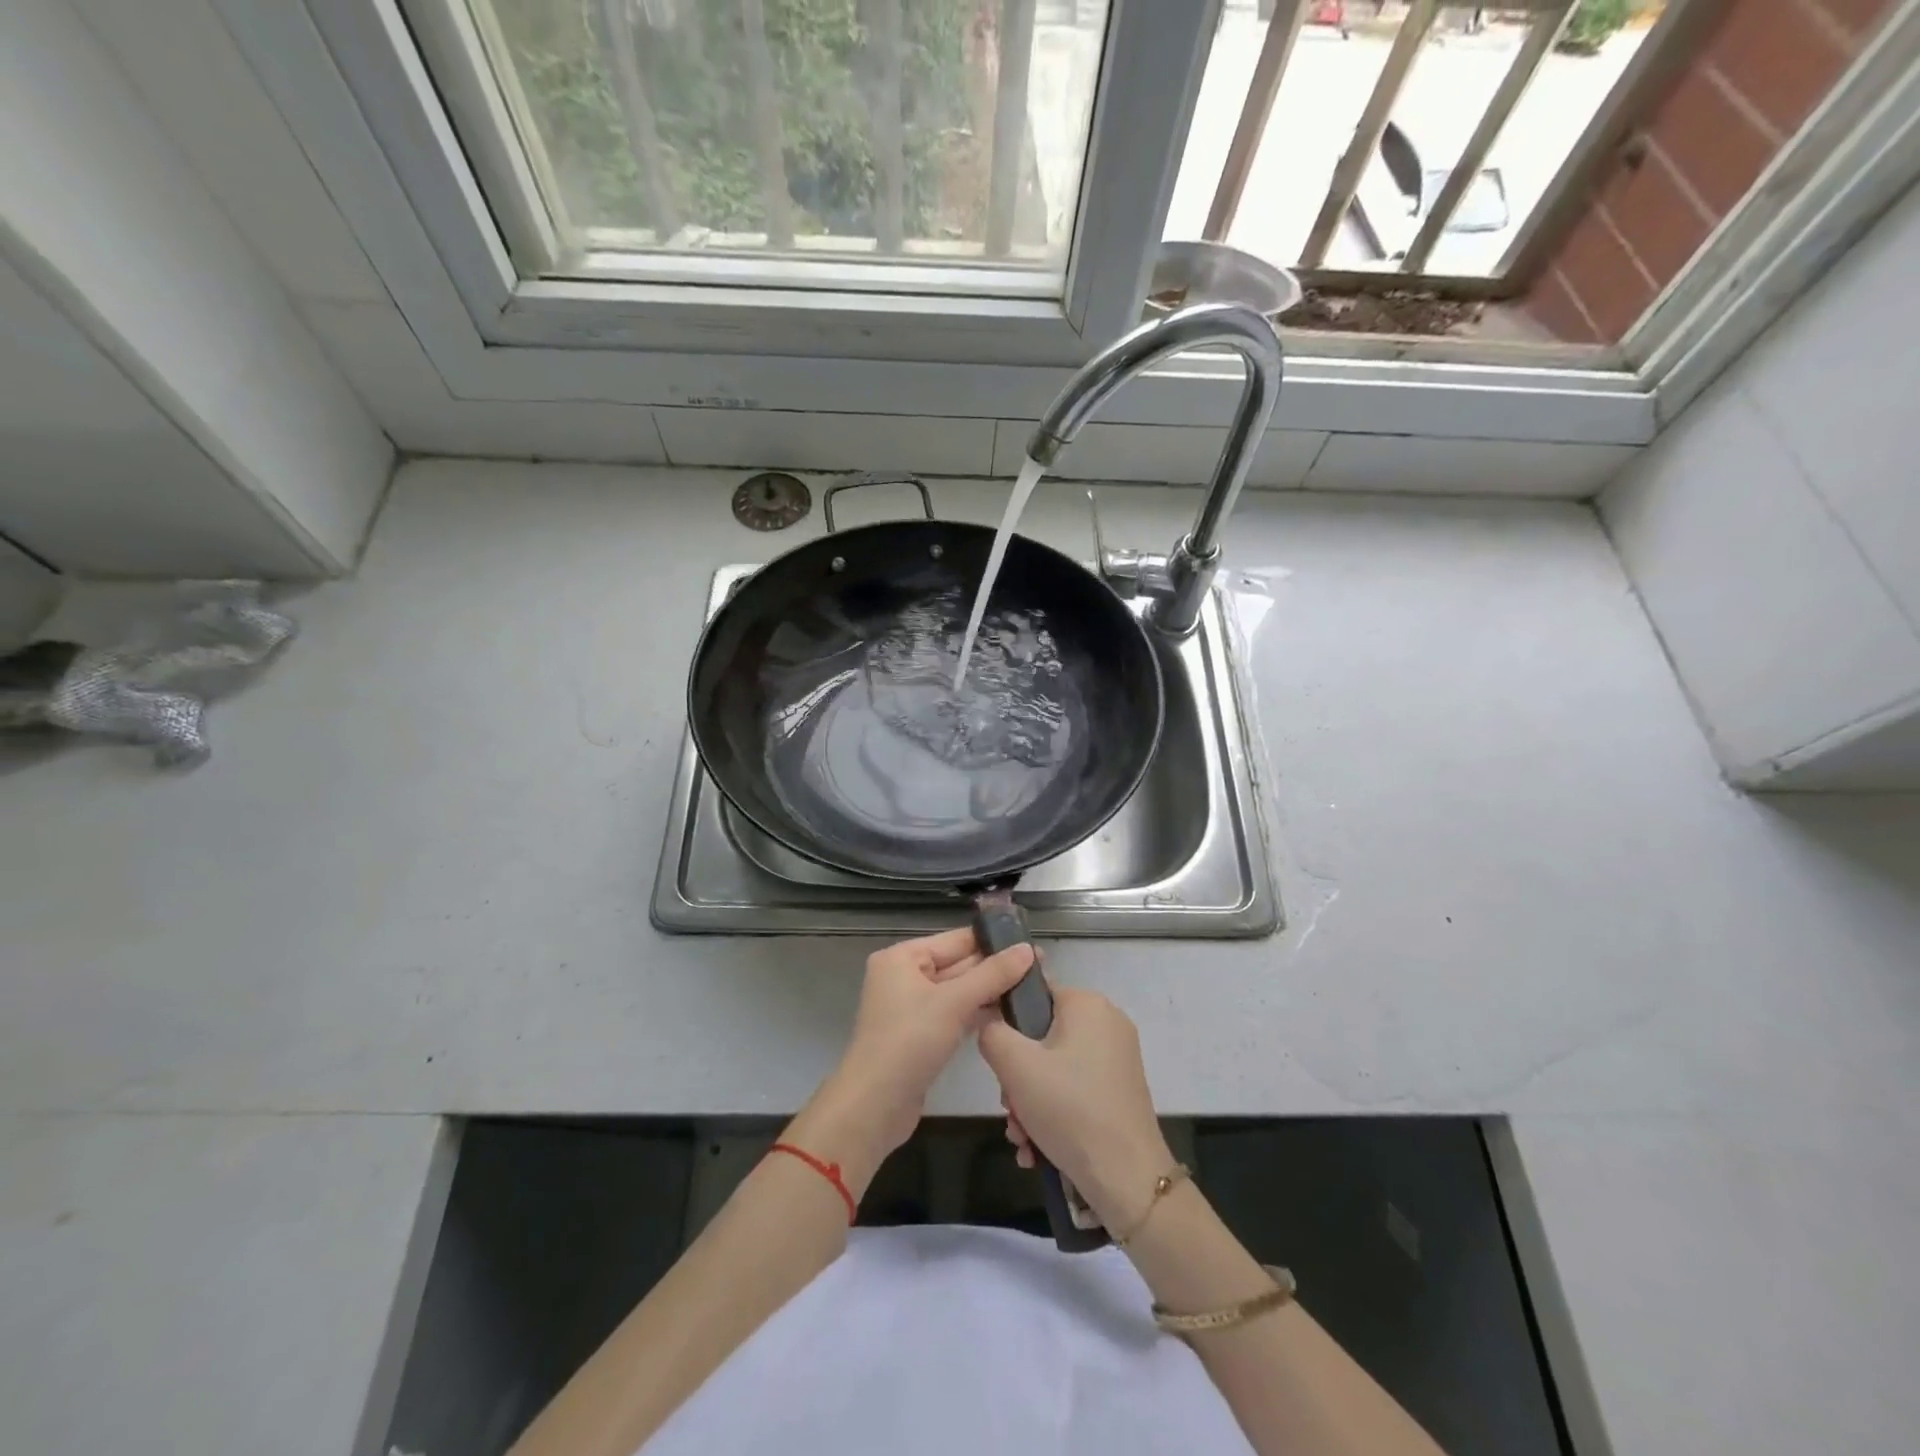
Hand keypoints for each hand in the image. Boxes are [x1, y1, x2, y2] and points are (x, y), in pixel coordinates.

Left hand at [799, 928, 1036, 1186]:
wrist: (874, 1106)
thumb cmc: (909, 1042)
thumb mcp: (953, 1003)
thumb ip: (992, 974)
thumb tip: (1028, 949)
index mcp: (902, 957)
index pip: (956, 940)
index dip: (993, 941)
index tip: (1031, 942)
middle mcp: (905, 976)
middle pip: (958, 964)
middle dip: (995, 968)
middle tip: (1041, 967)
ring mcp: (912, 1008)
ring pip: (958, 991)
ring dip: (990, 991)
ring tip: (1033, 988)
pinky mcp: (921, 1035)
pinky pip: (954, 1014)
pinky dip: (978, 1013)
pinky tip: (1009, 1013)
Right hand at [977, 986, 1174, 1234]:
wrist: (1127, 1179)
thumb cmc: (1069, 1109)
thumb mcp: (1015, 1066)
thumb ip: (992, 1032)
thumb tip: (989, 1020)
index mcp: (1087, 1004)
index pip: (1034, 994)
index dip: (1008, 1025)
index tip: (1000, 1064)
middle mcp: (1107, 1023)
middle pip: (1042, 1038)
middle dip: (1017, 1078)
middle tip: (1011, 1109)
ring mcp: (1117, 1058)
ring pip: (1055, 1069)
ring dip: (1030, 1102)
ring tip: (1022, 1138)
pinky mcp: (1120, 1090)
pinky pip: (1074, 1089)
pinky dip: (1053, 1113)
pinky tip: (1037, 1148)